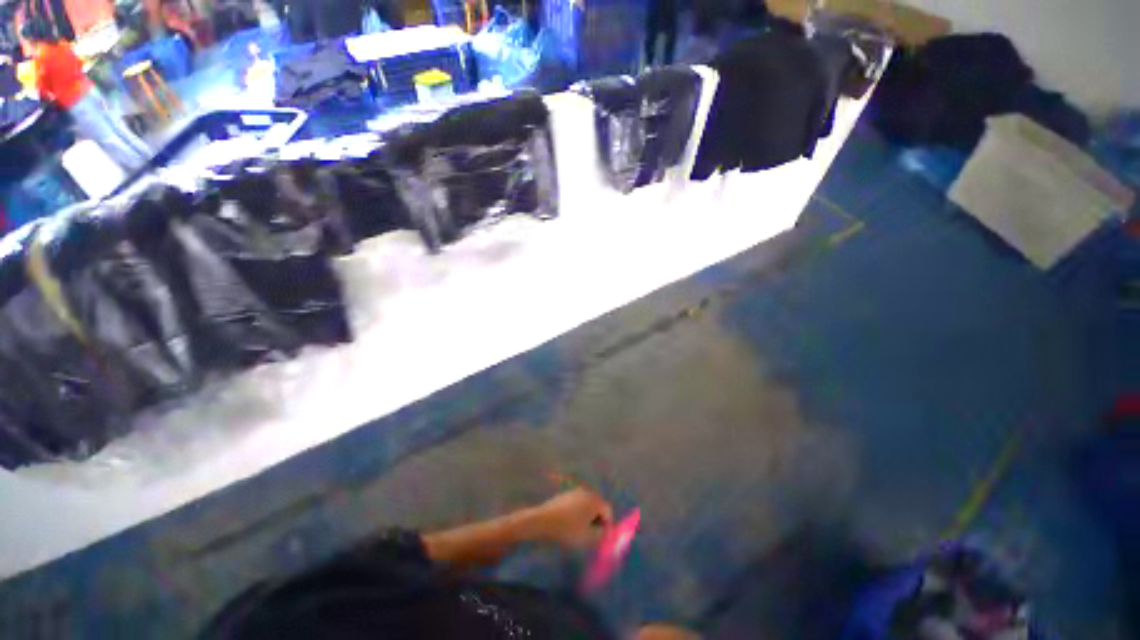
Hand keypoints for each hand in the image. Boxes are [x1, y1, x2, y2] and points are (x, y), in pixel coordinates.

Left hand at [525, 488, 613, 547]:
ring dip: (588, 517)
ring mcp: (575, 492)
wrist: (543, 520)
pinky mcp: (566, 495)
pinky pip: (577, 504)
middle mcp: (587, 492)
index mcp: (594, 500)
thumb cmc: (568, 529)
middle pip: (598, 506)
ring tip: (581, 531)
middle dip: (598, 520)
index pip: (608, 511)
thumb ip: (601, 535)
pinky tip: (570, 524)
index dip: (608, 526)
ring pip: (587, 505)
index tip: (603, 538)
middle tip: (593, 535)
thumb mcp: (588, 537)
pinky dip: (578, 513)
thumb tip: (605, 532)